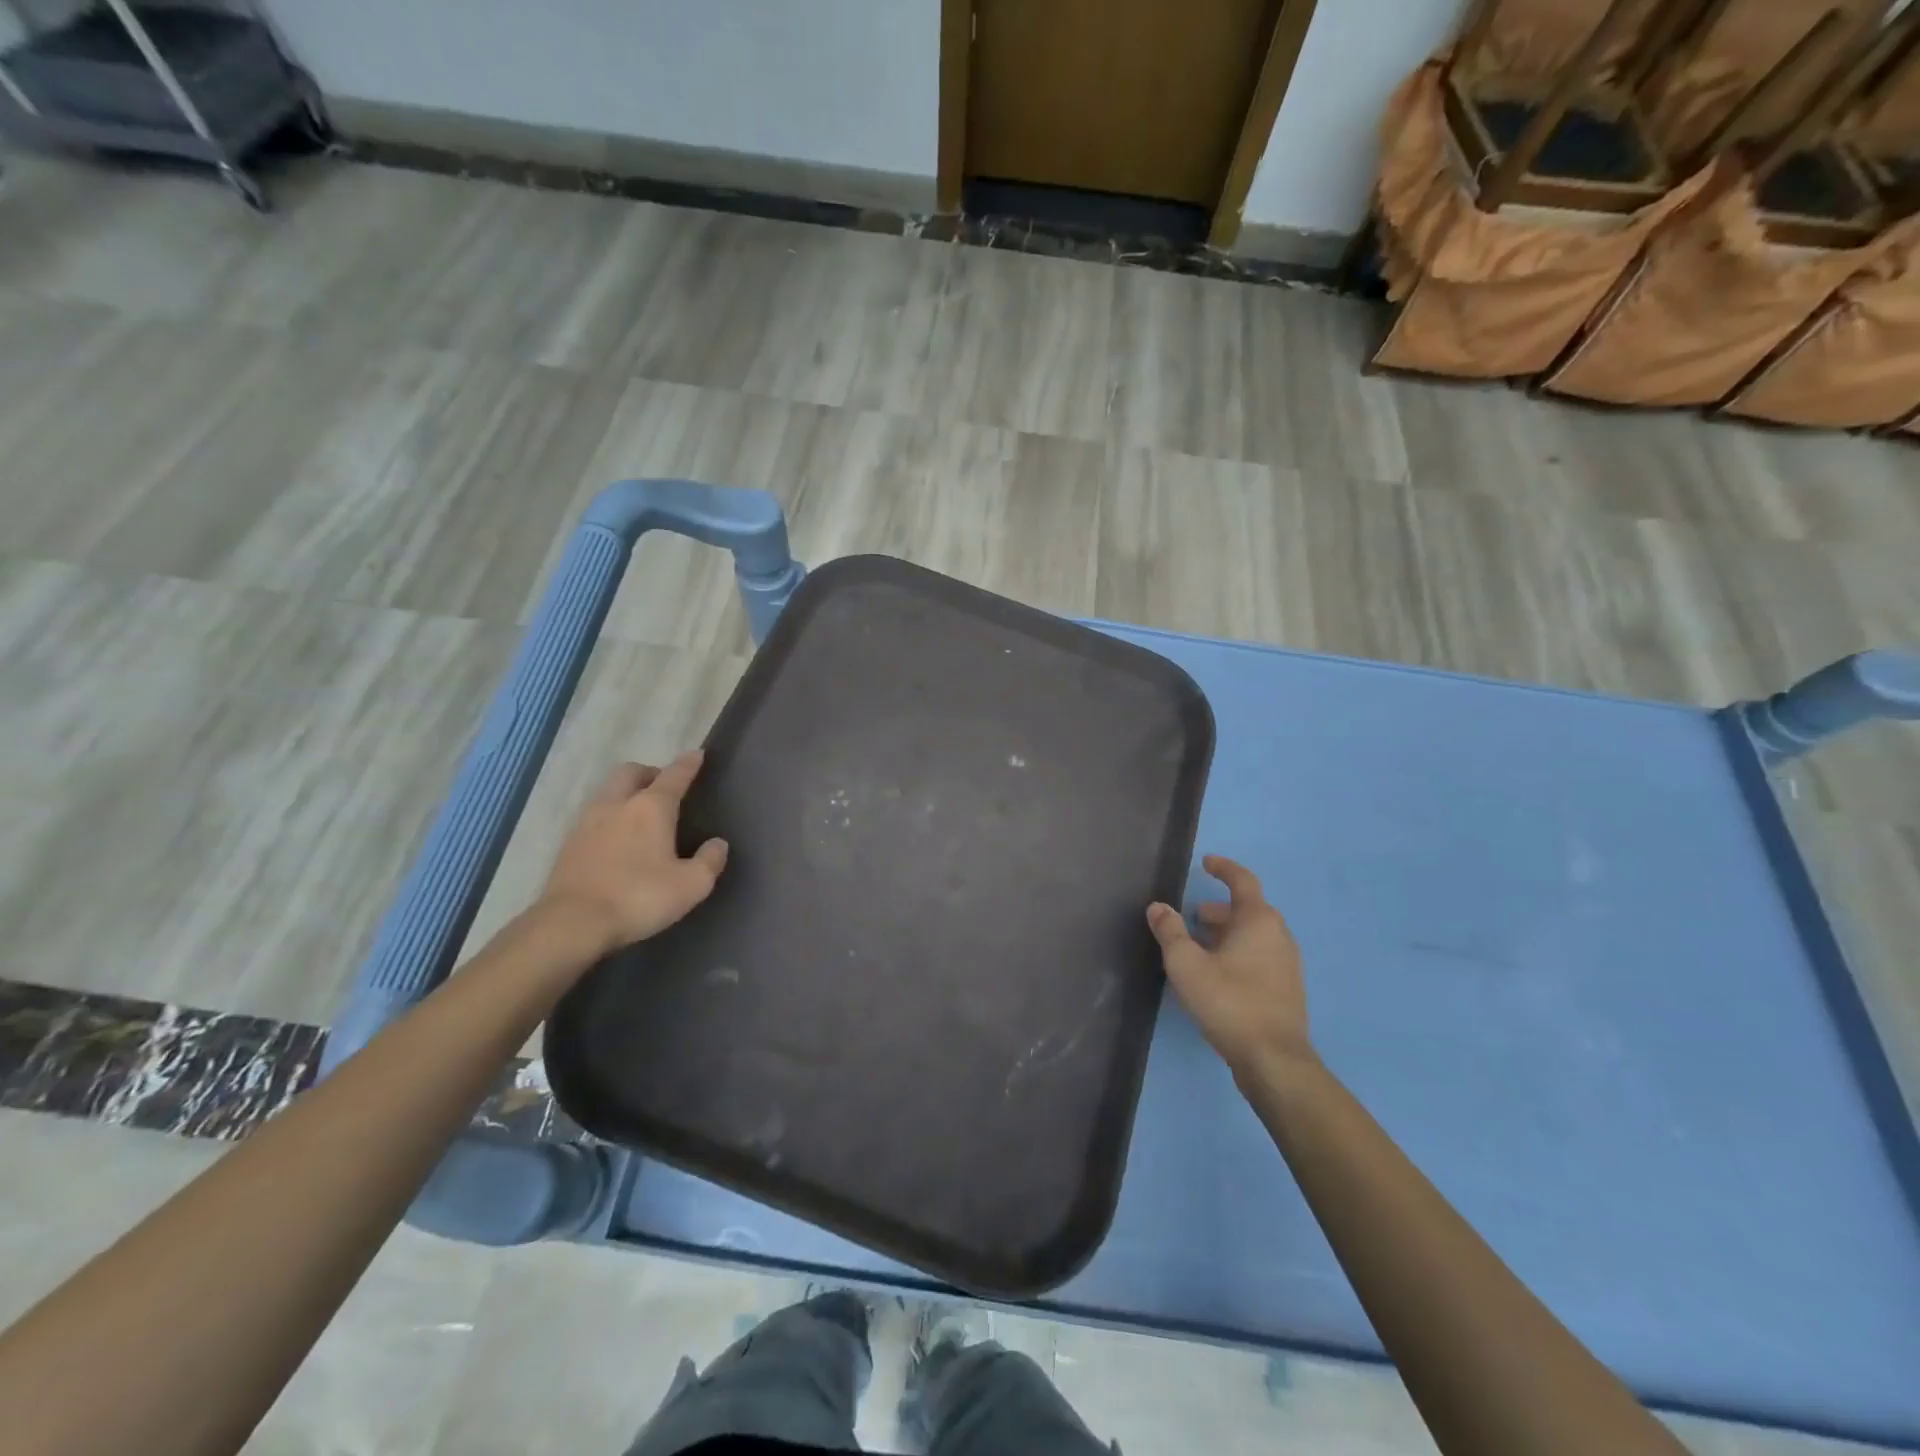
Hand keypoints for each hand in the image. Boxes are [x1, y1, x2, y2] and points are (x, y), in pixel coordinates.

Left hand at [535, 752, 728, 955]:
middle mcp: (617, 804)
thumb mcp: (691, 885)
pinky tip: (615, 838)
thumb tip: (717, 843)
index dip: (688, 764)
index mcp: (651, 807)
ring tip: (639, 812)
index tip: (697, 754)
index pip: (674, 775)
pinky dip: (609, 817)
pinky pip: (593, 816)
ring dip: (625, 793)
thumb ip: (709, 861)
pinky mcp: (568, 844)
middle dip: (649, 773)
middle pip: (631, 772)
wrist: (572, 923)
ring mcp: (587, 822)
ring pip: (608, 791)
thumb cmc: (639, 898)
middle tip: (664, 787)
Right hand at [1147, 855, 1311, 1082]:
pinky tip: (1216, 974)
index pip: (1242, 881)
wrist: (1274, 1059)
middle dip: (1218, 910)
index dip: (1223, 868)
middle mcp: (1278, 935)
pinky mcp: (1286, 989)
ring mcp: (1287, 964)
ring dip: (1226, 934)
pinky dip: (1237, 953)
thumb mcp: (1187, 964)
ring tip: (1197, 947)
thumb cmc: (1229, 1002)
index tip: (1206, 862)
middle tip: (1191, 917)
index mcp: (1258, 920)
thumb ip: (1170, 932)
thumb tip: (1158, 907)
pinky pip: (1259, 956)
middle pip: (1247, 910)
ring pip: (1253, 936)